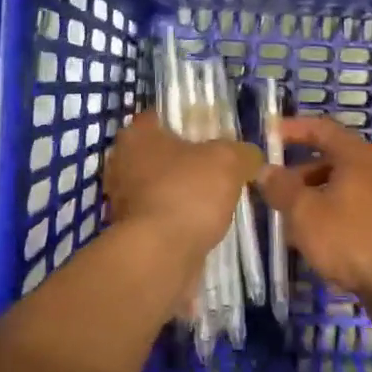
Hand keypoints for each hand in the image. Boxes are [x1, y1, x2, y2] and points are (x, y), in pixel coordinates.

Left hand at [105, 111, 261, 269]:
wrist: (160, 255)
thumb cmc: (188, 192)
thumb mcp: (230, 160)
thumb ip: (243, 152)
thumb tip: (250, 157)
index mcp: (137, 134)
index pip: (160, 116)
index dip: (187, 121)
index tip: (212, 132)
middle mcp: (121, 162)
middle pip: (160, 153)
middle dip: (186, 160)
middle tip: (218, 167)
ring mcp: (121, 199)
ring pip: (159, 186)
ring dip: (181, 192)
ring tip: (215, 200)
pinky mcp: (129, 231)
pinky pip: (160, 215)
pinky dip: (177, 218)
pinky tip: (201, 224)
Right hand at [256, 115, 371, 323]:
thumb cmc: (350, 238)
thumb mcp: (305, 212)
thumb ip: (281, 188)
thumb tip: (266, 171)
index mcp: (357, 155)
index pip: (321, 129)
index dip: (293, 129)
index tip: (269, 135)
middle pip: (332, 159)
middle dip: (299, 172)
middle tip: (273, 187)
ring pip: (342, 186)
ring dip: (313, 196)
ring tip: (288, 219)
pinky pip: (354, 207)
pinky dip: (332, 213)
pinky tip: (315, 238)